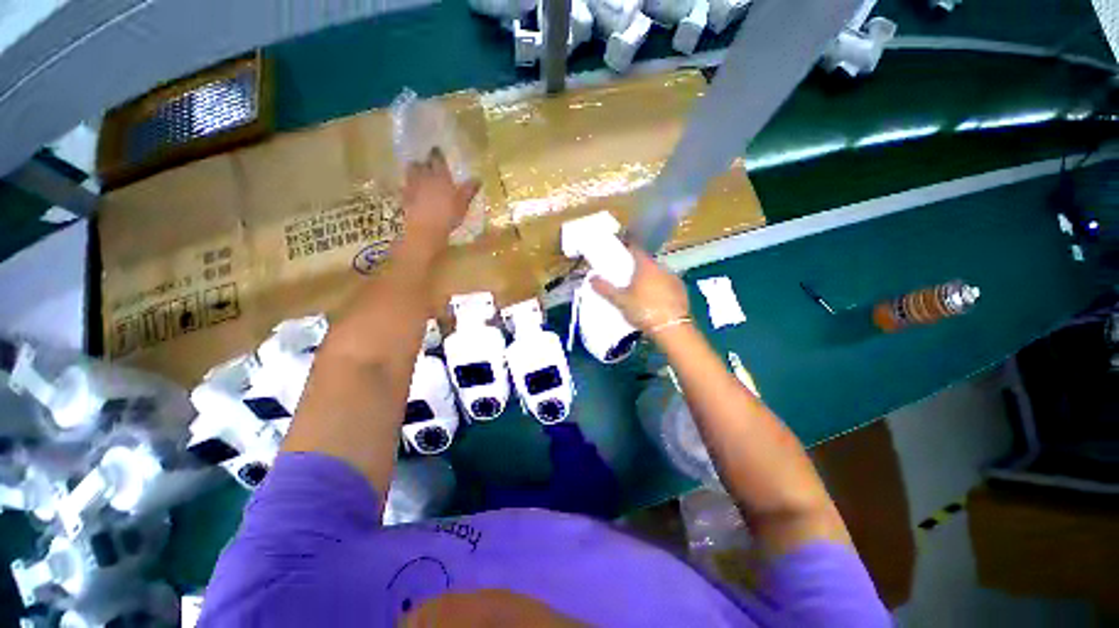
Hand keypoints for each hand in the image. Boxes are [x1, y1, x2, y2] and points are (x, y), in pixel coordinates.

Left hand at [401, 148, 479, 258]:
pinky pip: (405, 186)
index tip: (437, 151)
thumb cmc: (448, 215)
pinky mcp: (404, 197)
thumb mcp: (463, 203)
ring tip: (417, 172)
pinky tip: (410, 189)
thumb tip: (478, 178)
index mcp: (440, 176)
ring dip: (414, 170)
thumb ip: (469, 190)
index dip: (437, 155)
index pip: (437, 159)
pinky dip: (408, 185)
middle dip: (424, 162)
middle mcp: (424, 176)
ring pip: (410, 171)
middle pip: (421, 163)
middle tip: (427, 162)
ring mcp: (412, 185)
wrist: (425, 228)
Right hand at [590, 246, 689, 333]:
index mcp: (645, 266)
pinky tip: (655, 301)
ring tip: (640, 292)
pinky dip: (661, 289)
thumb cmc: (643, 310)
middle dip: (637, 268)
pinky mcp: (682, 291)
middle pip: (646, 263)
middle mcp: (661, 268)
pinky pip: (668, 285)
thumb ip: (605, 288)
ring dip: (650, 279)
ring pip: (658, 274)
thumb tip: (591, 277)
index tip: (618, 256)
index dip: (626, 250)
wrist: (672, 329)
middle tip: (626, 279)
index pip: (635, 249)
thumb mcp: (620, 301)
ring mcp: (674, 279)